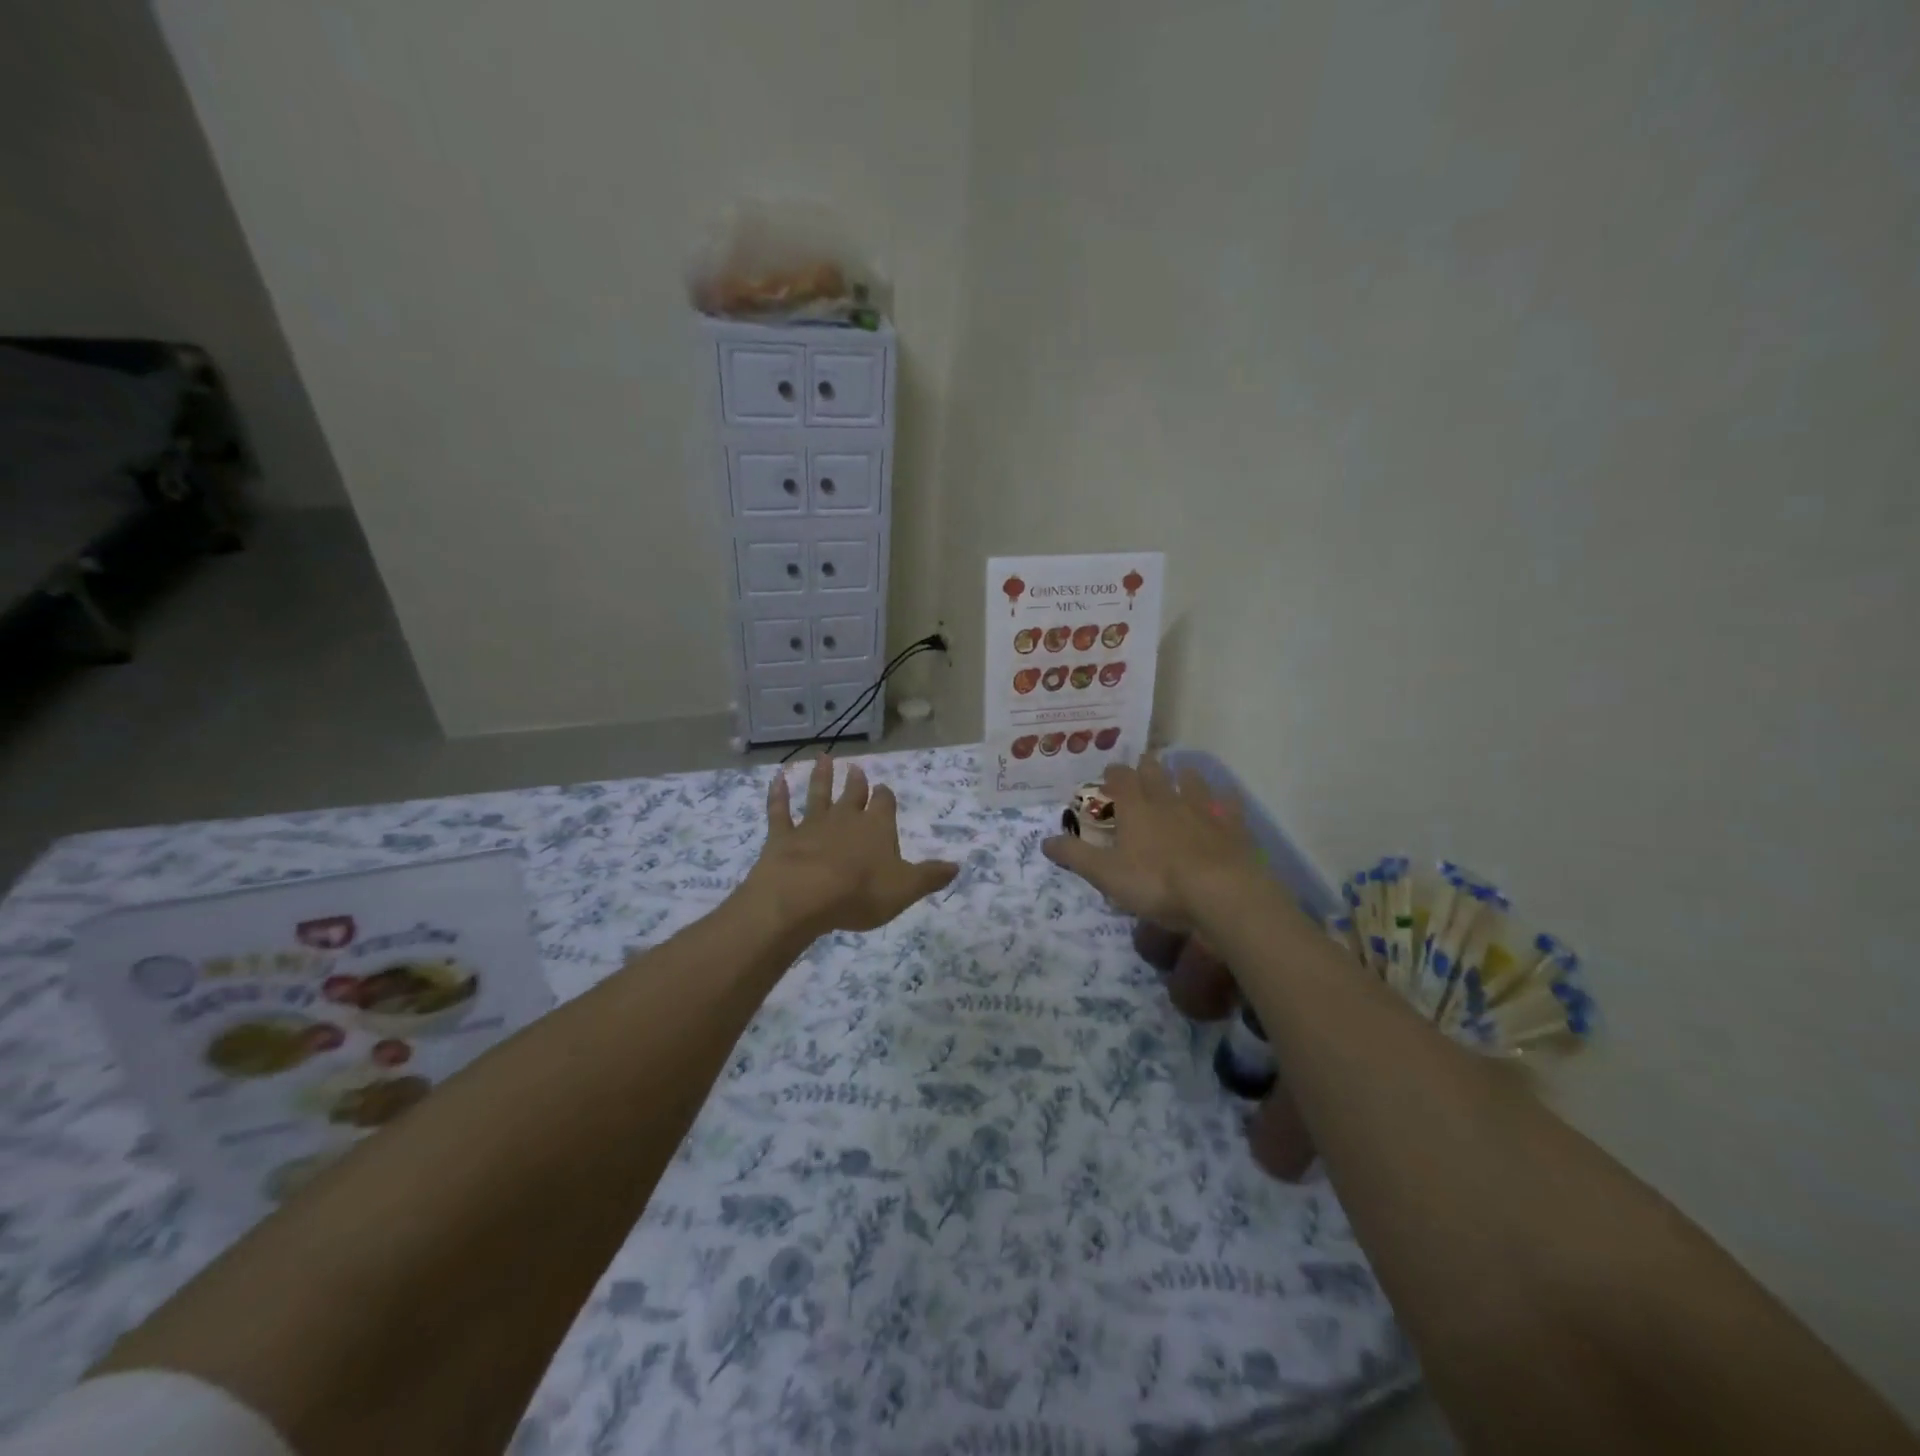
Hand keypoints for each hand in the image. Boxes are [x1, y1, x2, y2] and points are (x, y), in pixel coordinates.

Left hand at [742, 756, 959, 937]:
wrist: (803, 896)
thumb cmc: (860, 893)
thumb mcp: (905, 889)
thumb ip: (930, 876)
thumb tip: (957, 866)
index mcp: (877, 827)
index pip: (884, 805)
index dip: (885, 797)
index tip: (884, 789)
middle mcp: (845, 818)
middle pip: (852, 794)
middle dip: (856, 782)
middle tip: (856, 768)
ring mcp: (811, 824)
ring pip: (818, 794)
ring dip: (821, 777)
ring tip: (823, 758)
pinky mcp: (782, 836)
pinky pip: (779, 811)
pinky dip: (777, 795)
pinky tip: (776, 779)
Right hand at [1042, 754, 1260, 931]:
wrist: (1220, 892)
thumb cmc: (1156, 882)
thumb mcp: (1106, 874)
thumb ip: (1076, 856)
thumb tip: (1045, 841)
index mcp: (1136, 809)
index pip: (1121, 779)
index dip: (1114, 774)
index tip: (1109, 772)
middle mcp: (1168, 801)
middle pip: (1156, 774)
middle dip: (1148, 767)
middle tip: (1145, 762)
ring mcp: (1204, 811)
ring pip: (1192, 784)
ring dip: (1185, 776)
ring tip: (1182, 773)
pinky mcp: (1232, 828)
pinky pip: (1228, 807)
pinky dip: (1225, 801)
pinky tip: (1225, 799)